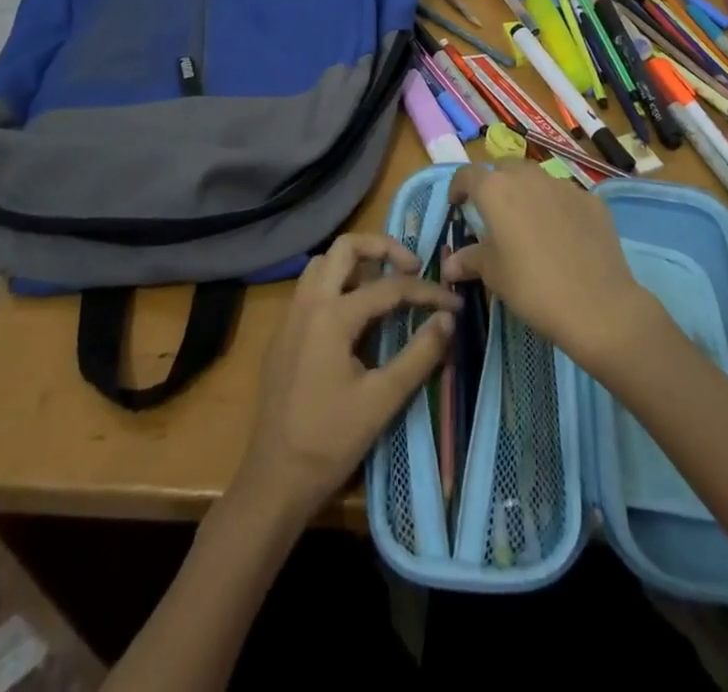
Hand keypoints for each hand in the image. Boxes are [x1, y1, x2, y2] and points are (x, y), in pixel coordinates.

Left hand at [232, 233, 459, 523]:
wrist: (273, 481)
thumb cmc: (329, 441)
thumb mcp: (383, 399)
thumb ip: (419, 354)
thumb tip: (448, 319)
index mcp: (331, 315)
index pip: (389, 287)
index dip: (426, 292)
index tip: (454, 303)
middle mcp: (307, 303)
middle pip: (345, 247)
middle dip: (382, 247)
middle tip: (411, 268)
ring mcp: (290, 317)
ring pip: (324, 264)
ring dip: (356, 263)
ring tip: (386, 285)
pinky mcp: (284, 334)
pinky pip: (312, 288)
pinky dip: (338, 283)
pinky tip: (357, 314)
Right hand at [442, 161, 655, 370]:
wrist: (597, 304)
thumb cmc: (532, 287)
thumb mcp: (493, 275)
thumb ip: (470, 259)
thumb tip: (451, 263)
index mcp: (496, 190)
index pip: (467, 174)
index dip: (458, 187)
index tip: (457, 204)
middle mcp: (528, 177)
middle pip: (504, 168)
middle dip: (495, 184)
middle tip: (494, 213)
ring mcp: (564, 185)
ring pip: (537, 179)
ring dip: (527, 193)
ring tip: (529, 224)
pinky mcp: (591, 200)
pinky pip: (566, 196)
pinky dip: (557, 207)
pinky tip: (563, 236)